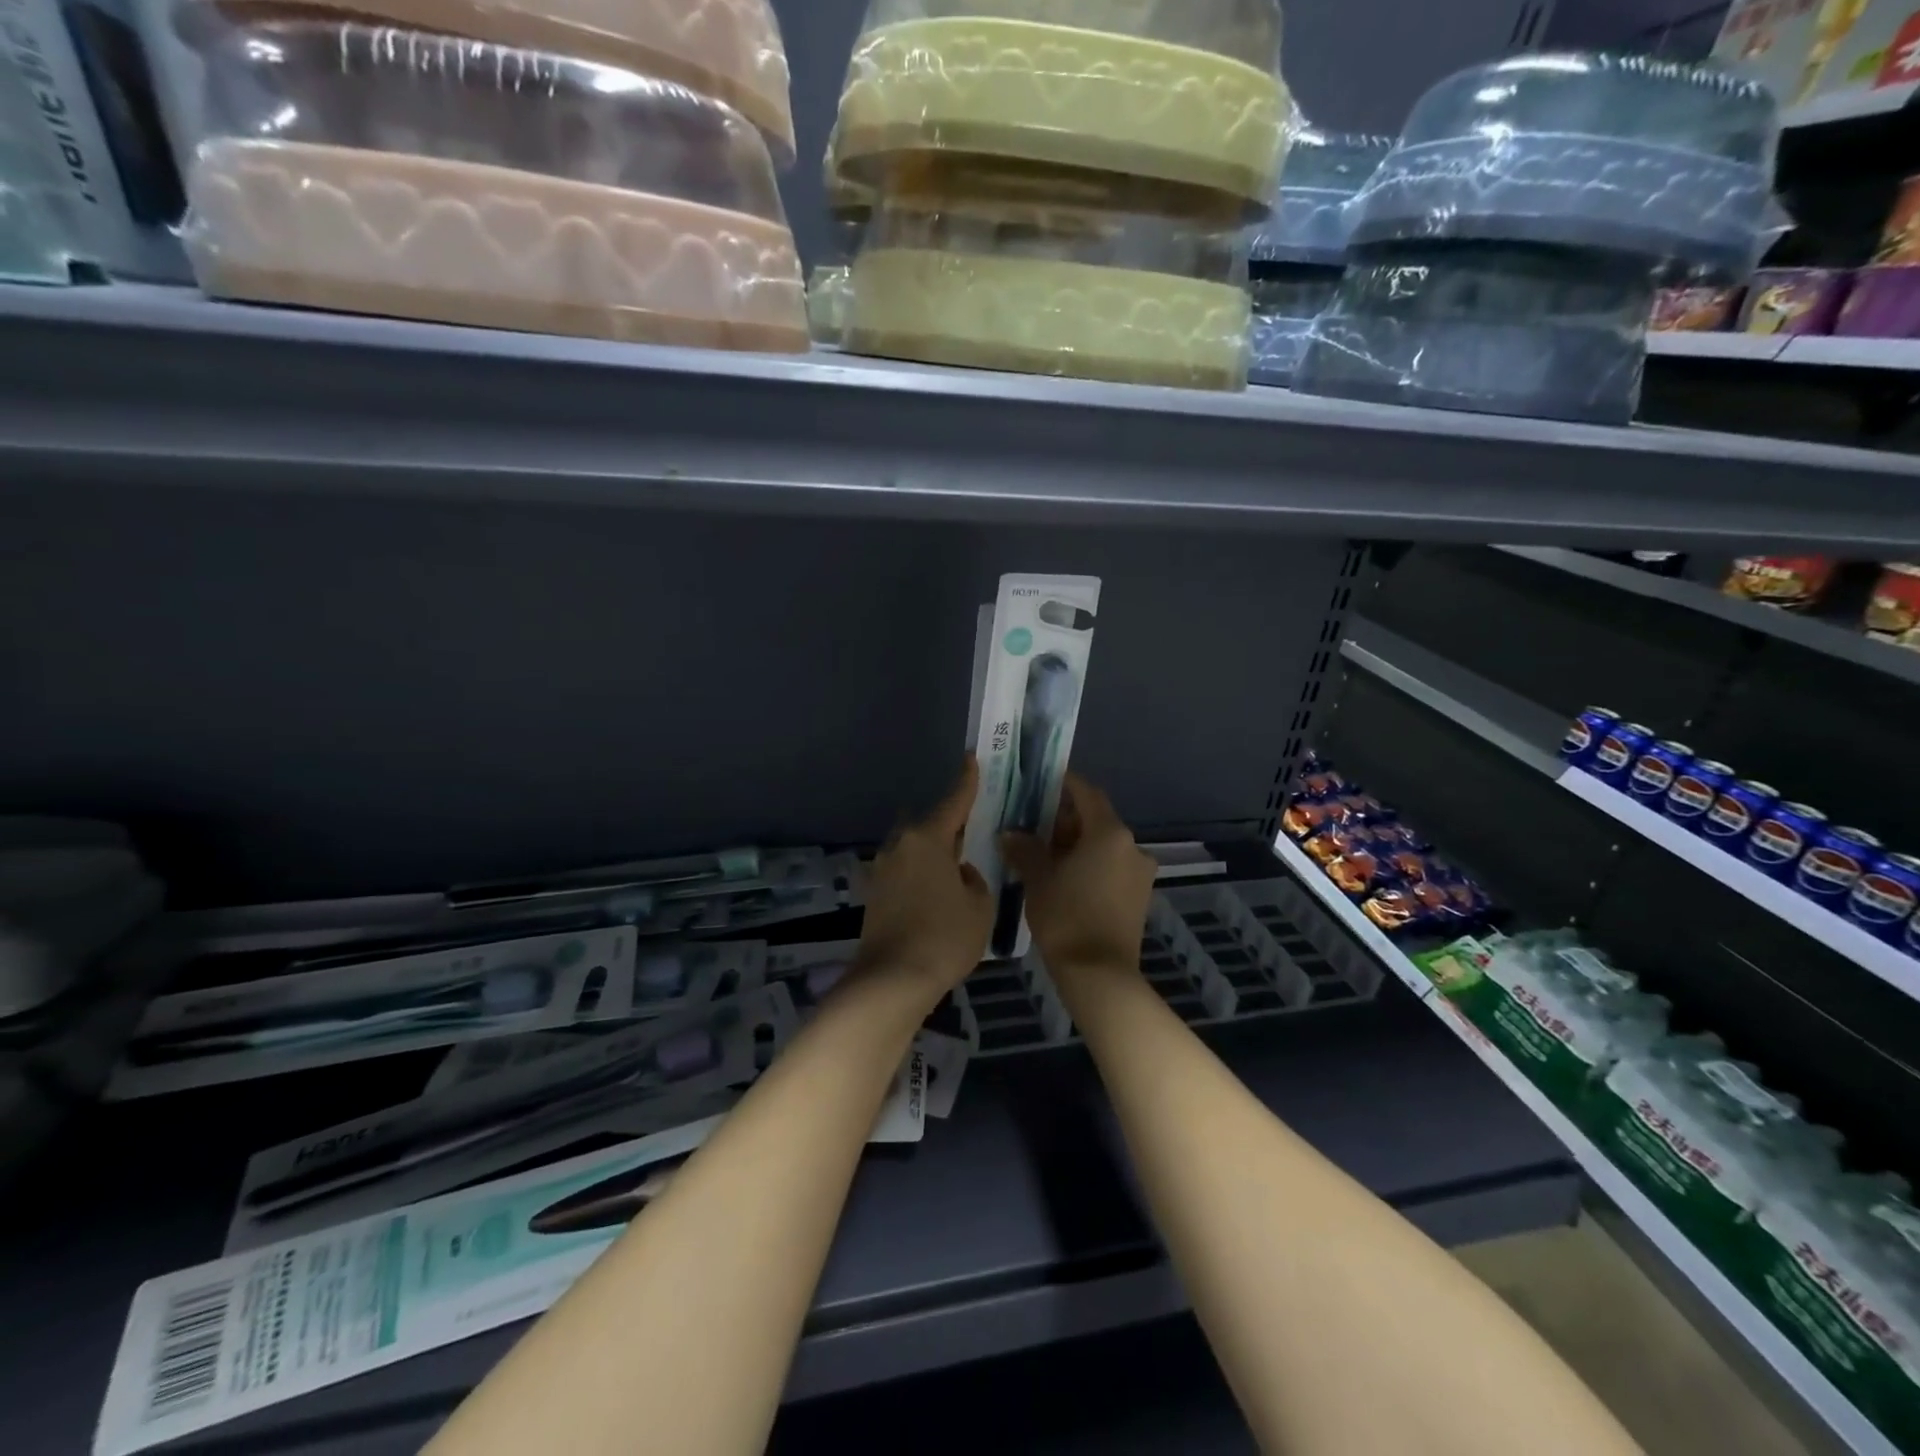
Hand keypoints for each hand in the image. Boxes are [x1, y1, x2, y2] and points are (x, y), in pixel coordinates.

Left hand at [852, 759, 993, 1007]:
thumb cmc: (944, 937)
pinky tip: (937, 891)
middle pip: (929, 825)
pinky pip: (905, 870)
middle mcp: (900, 845)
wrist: (892, 980)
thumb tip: (961, 874)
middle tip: (973, 831)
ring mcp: (882, 869)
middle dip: (949, 825)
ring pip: (915, 849)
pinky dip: (922, 874)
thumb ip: (974, 880)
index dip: (966, 781)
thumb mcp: (979, 906)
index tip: (972, 759)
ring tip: (957, 867)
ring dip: (934, 853)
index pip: (953, 802)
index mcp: (927, 838)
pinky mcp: (874, 893)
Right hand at [1001, 773, 1154, 975]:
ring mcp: (1139, 873)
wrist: (1100, 975)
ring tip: (1044, 852)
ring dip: (1077, 843)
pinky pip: (1111, 867)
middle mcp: (1132, 846)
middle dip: (1066, 817)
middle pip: (1096, 819)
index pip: (1086, 793)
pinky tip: (1064, 877)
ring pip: (1105, 845)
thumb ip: (1025, 849)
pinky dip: (1090, 863)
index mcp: (1109, 833)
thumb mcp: (1038, 879)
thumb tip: (1011, 833)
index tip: (1041, 782)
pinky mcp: (1139, 896)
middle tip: (1033, 821)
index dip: (1064, 784)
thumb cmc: (1066, 918)